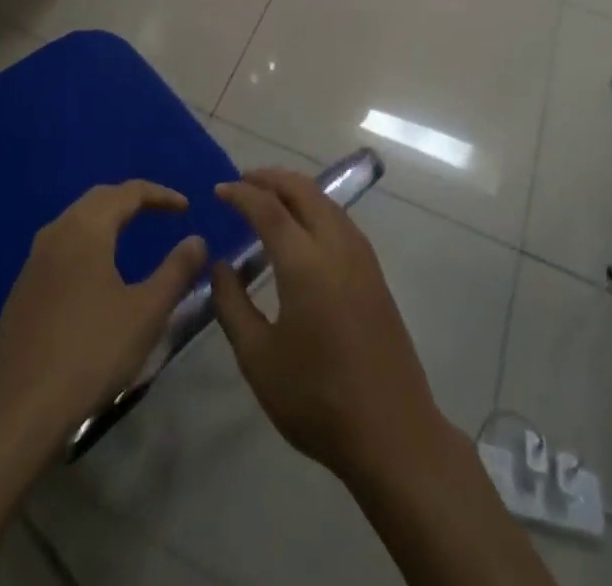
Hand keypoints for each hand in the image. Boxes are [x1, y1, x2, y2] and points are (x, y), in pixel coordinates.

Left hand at [0, 181, 207, 463]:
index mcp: (86, 229)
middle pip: (98, 199)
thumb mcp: (146, 313)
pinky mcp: (23, 289)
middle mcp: (56, 233)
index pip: (128, 192)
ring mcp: (34, 261)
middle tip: (160, 212)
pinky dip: (87, 242)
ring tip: (132, 234)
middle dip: (131, 199)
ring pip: (76, 221)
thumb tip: (197, 240)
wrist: (16, 412)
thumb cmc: (90, 353)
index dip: (160, 195)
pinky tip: (96, 272)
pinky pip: (61, 246)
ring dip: (106, 219)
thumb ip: (176, 271)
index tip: (185, 207)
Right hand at [210, 168, 454, 487]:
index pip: (269, 208)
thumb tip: (221, 266)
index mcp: (305, 262)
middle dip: (270, 178)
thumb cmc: (317, 398)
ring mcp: (362, 257)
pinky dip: (314, 207)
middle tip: (241, 182)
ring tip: (268, 198)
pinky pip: (340, 220)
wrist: (392, 432)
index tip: (218, 190)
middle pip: (303, 190)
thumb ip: (232, 305)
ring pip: (325, 201)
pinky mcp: (375, 272)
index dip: (241, 194)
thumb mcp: (258, 358)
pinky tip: (302, 227)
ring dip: (295, 190)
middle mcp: (336, 246)